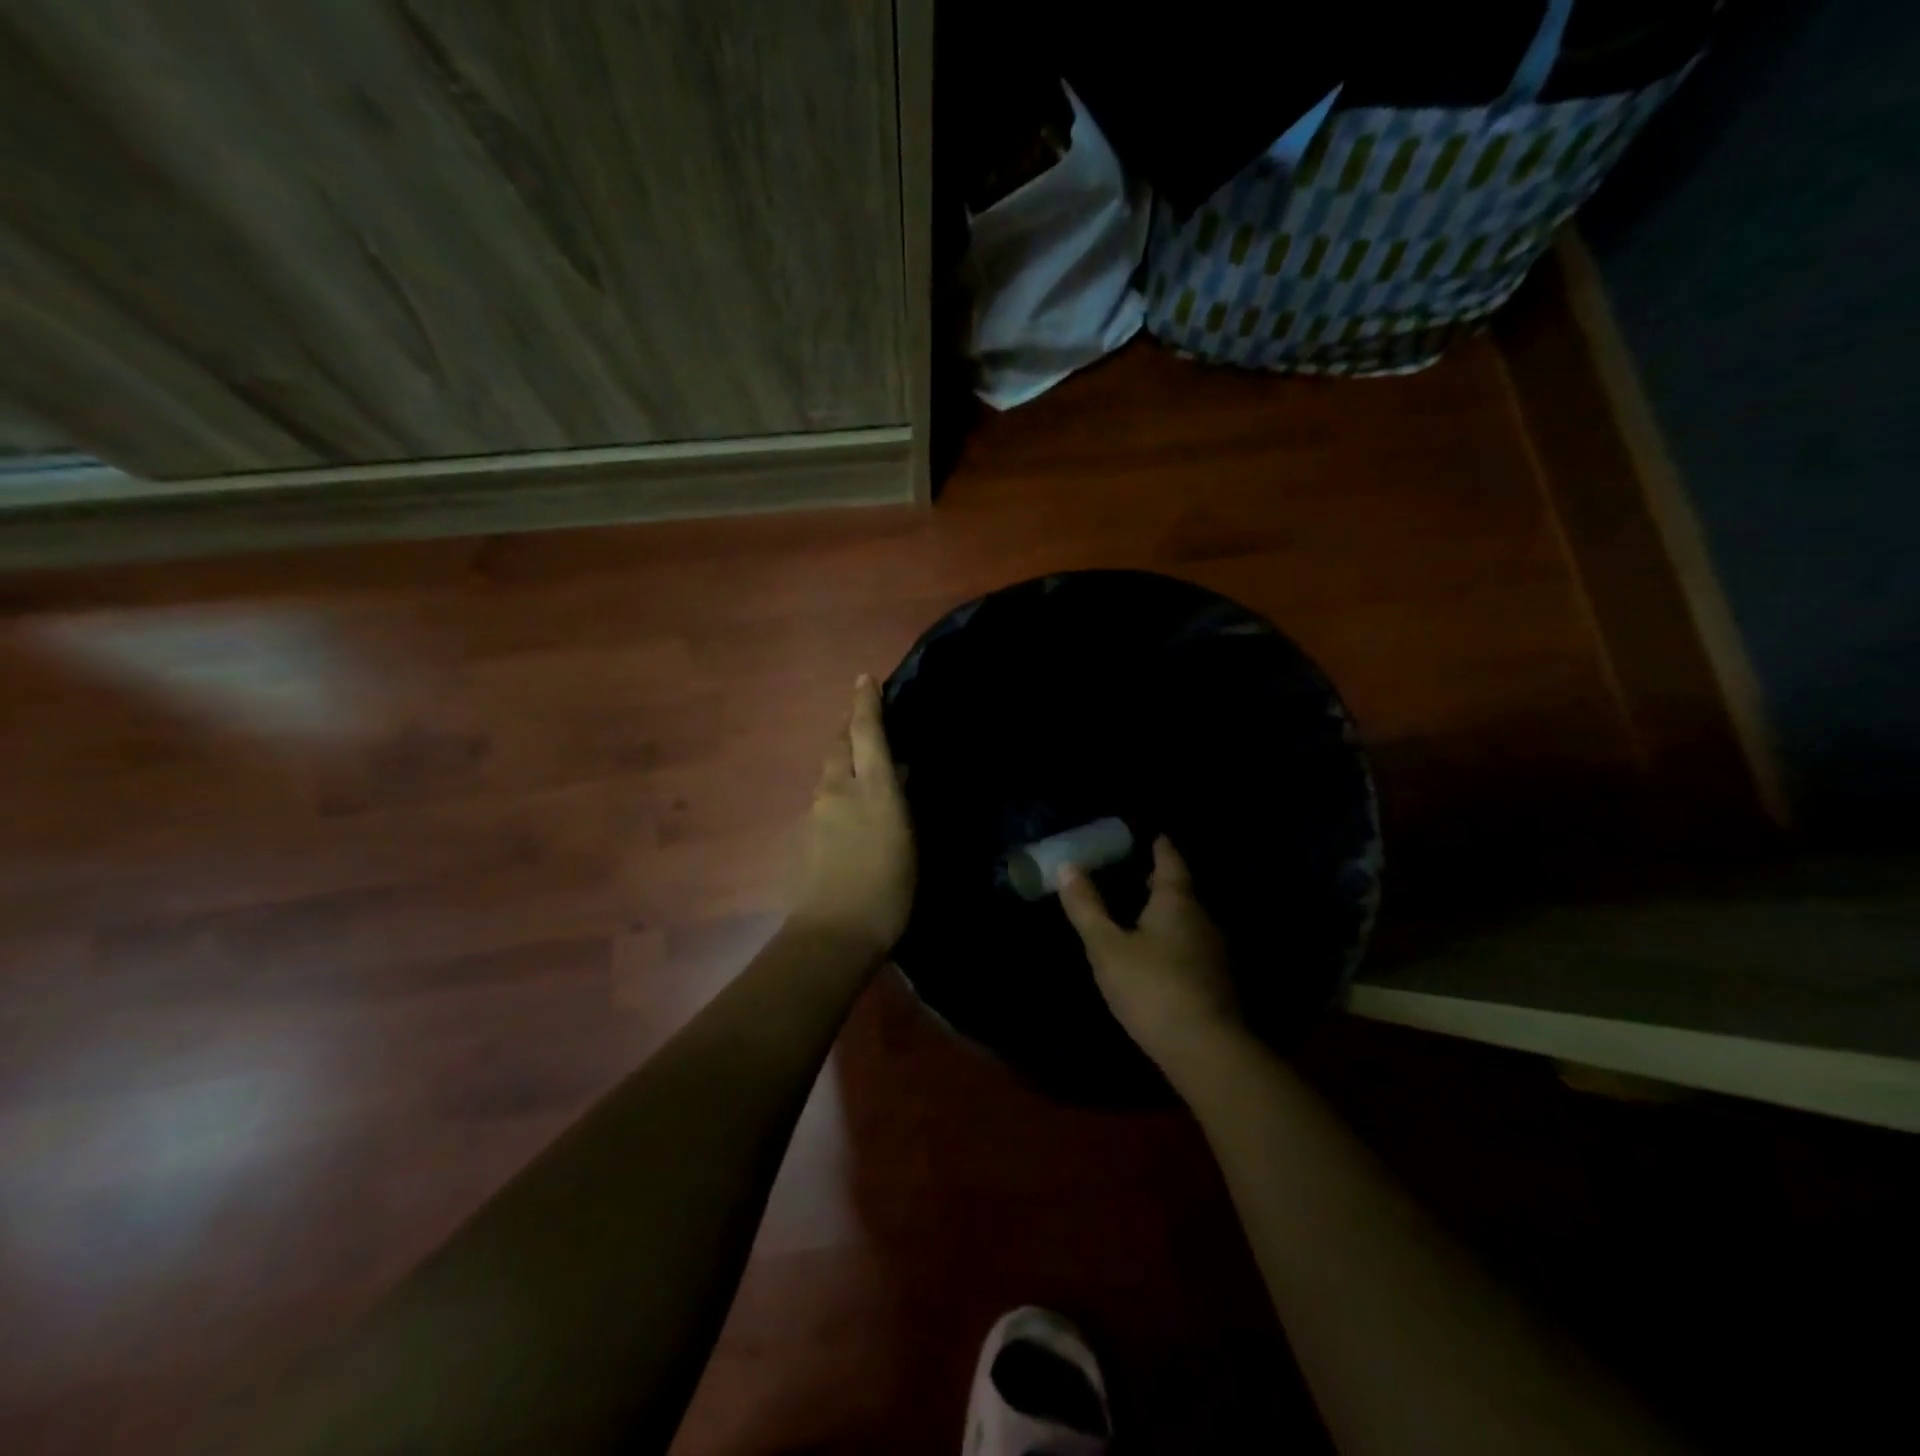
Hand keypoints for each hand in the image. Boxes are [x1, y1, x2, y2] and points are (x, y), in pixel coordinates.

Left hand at [790, 675, 916, 961]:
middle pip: (839, 745)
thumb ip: (901, 801)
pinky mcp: (808, 832)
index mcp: (870, 788)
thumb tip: (898, 773)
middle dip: (851, 727)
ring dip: (844, 756)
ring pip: (830, 769)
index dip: (865, 703)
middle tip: (866, 720)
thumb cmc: (887, 889)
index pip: (866, 732)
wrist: (834, 932)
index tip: (865, 678)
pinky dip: (839, 783)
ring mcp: (818, 811)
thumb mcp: (908, 841)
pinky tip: (853, 800)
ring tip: (863, 760)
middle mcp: (838, 790)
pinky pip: (826, 793)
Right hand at [1059, 837, 1243, 1078]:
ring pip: (1188, 920)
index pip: (1171, 862)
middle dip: (1161, 881)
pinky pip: (1190, 946)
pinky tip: (1156, 955)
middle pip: (1182, 891)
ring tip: (1139, 913)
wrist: (1206, 1051)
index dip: (1161, 847)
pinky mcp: (1216, 982)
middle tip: (1137, 874)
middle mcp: (1202, 919)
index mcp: (1177, 902)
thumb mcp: (1107, 947)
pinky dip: (1173, 939)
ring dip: (1167, 913)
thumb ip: (1087, 907)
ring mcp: (1213, 953)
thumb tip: (1068, 866)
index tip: (1154, 836)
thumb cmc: (1151, 988)